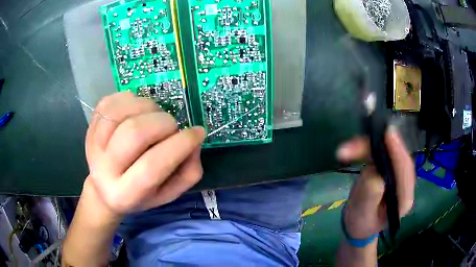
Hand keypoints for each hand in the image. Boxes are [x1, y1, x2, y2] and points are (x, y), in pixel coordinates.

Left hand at [84, 92, 204, 217]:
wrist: (103, 188)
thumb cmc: (139, 195)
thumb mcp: (168, 194)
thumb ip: (188, 173)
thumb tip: (194, 141)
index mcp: (125, 194)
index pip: (153, 165)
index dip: (180, 145)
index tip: (198, 133)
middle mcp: (104, 169)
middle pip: (135, 133)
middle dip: (163, 123)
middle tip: (171, 128)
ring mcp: (93, 143)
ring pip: (123, 111)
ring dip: (149, 108)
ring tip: (154, 118)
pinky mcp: (91, 124)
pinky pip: (113, 100)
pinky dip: (133, 100)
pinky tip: (138, 112)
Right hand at [336, 128, 415, 238]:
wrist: (358, 226)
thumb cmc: (360, 224)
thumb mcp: (362, 215)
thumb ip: (370, 197)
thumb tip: (374, 173)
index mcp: (403, 199)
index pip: (405, 171)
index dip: (397, 151)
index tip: (387, 133)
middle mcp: (404, 183)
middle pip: (397, 157)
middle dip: (378, 146)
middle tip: (356, 142)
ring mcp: (396, 175)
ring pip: (387, 152)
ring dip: (367, 146)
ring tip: (346, 150)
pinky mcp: (387, 169)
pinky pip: (379, 153)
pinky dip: (365, 149)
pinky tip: (353, 149)